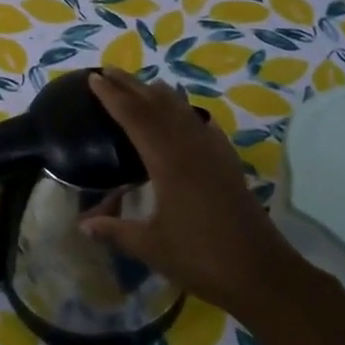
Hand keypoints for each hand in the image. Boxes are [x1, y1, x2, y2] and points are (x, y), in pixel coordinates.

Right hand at [83, 68, 297, 316]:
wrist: (260, 273)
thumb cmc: (200, 258)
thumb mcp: (151, 247)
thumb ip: (115, 231)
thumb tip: (83, 225)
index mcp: (168, 162)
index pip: (135, 118)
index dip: (113, 97)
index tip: (94, 79)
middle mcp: (191, 148)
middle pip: (158, 106)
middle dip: (131, 86)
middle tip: (108, 71)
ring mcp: (214, 154)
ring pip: (183, 111)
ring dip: (159, 95)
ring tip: (142, 85)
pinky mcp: (229, 164)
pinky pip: (204, 127)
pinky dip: (188, 114)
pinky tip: (188, 117)